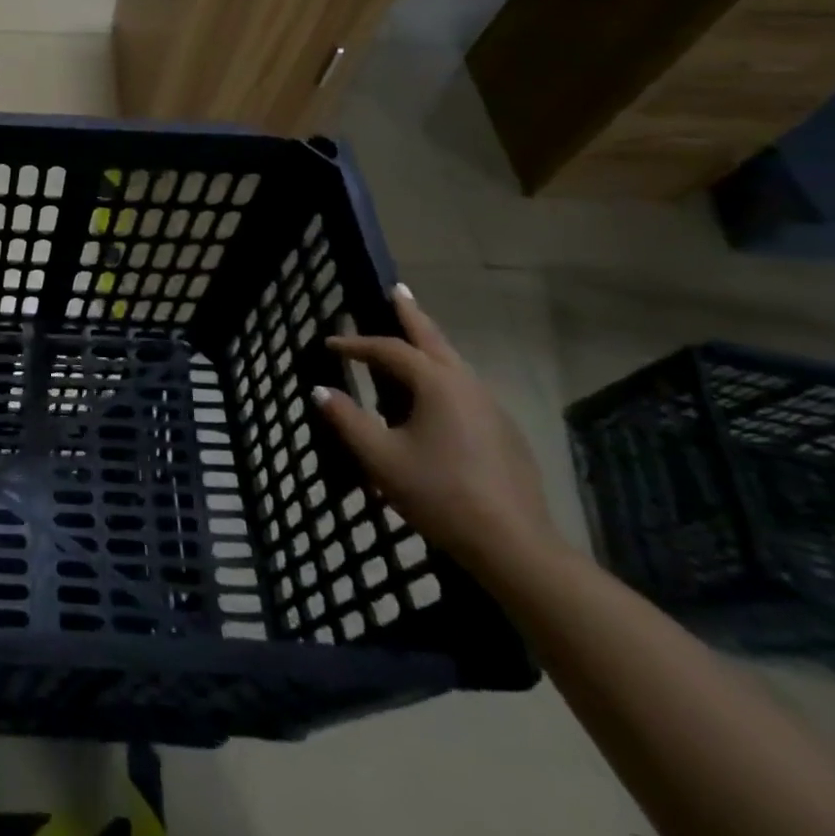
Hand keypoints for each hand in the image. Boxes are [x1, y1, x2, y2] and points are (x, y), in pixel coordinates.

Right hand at [314, 284, 561, 574]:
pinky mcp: (503, 433)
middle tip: (397, 290)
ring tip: (411, 338)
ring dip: (429, 344)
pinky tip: (431, 396)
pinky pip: (463, 389)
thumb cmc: (439, 493)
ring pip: (453, 363)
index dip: (355, 344)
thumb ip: (346, 420)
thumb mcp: (380, 458)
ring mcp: (491, 408)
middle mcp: (467, 385)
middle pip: (434, 340)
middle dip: (412, 314)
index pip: (389, 350)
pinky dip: (441, 375)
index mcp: (437, 384)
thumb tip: (319, 390)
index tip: (328, 344)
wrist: (514, 545)